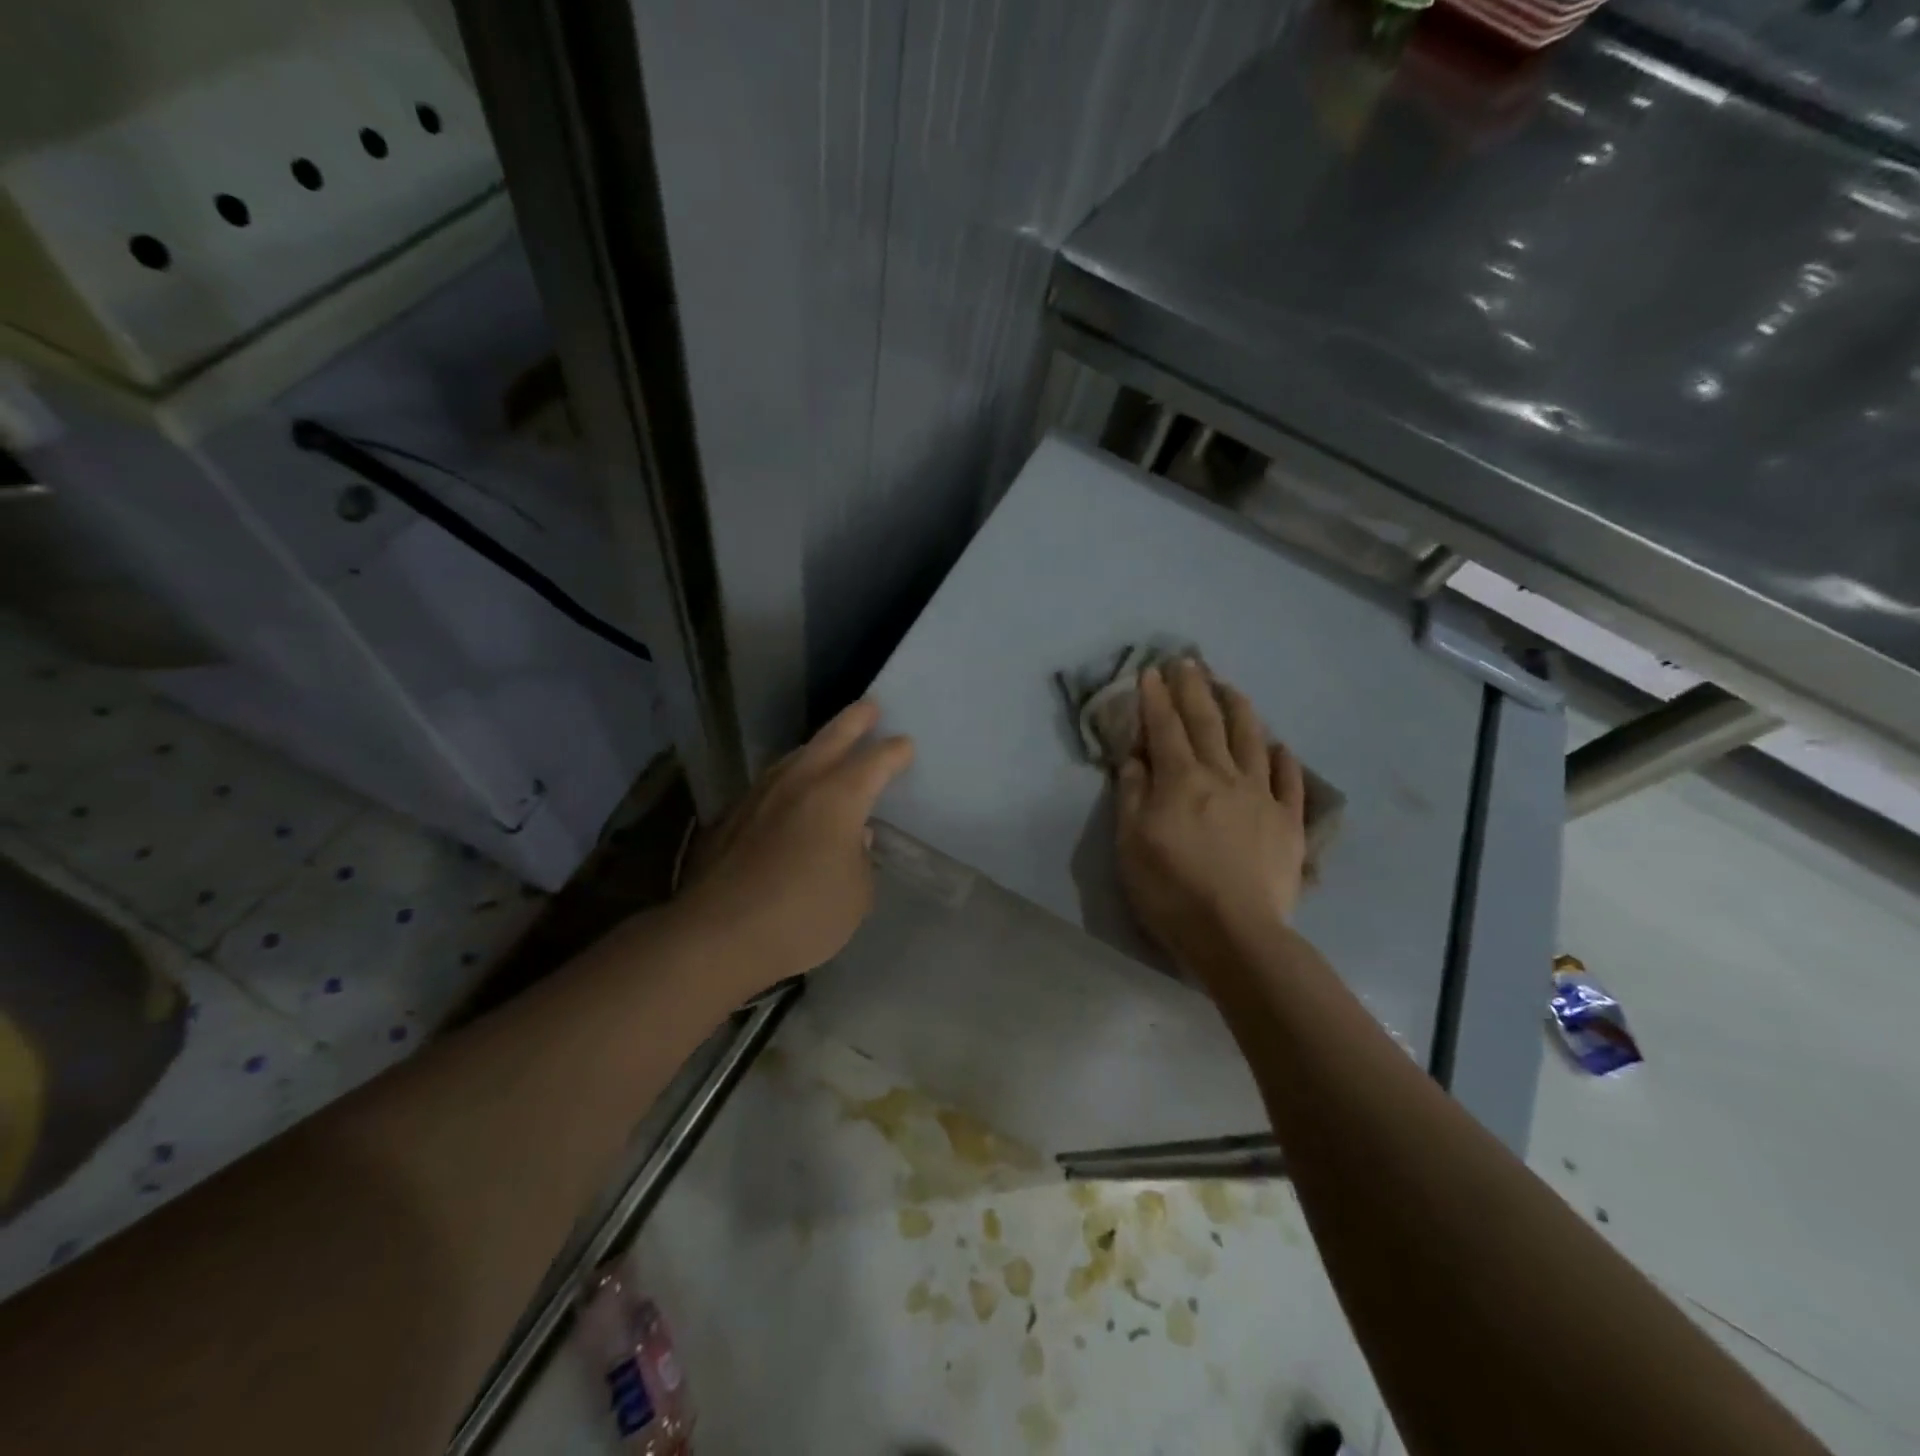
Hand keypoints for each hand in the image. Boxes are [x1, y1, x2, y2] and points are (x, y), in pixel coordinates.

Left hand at [678, 700, 912, 989]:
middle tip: (870, 706)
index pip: (875, 761)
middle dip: (855, 720)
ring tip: (828, 745)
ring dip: (817, 746)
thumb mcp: (856, 895)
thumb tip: (854, 838)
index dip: (894, 752)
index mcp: (839, 797)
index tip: (905, 746)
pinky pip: (770, 783)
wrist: (718, 935)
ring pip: (794, 756)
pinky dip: (789, 778)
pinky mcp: (731, 816)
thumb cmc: (803, 916)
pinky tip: (788, 793)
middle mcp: (799, 783)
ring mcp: (760, 795)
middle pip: (831, 738)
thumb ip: (861, 859)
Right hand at [1116, 661, 1306, 972]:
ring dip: (1239, 709)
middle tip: (1188, 661)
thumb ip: (1133, 794)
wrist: (1235, 933)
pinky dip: (1283, 759)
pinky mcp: (1289, 822)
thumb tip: (1136, 756)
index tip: (1151, 671)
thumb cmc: (1171, 889)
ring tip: (1230, 687)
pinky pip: (1289, 781)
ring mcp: (1261, 796)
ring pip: (1251, 740)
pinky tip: (1279, 746)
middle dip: (1194, 689)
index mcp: (1181, 779)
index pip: (1165, 727)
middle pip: (1207, 722)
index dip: (1156, 698)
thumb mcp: (1131, 842)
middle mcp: (1223, 775)